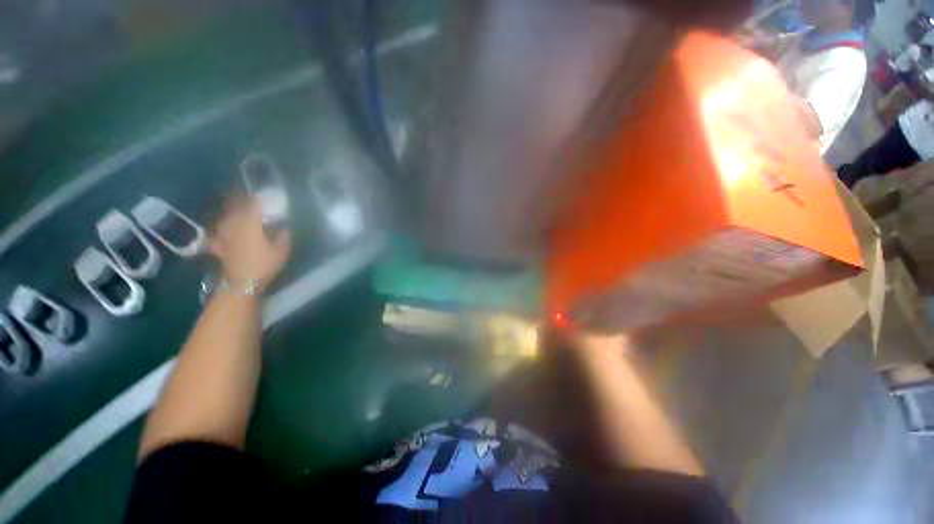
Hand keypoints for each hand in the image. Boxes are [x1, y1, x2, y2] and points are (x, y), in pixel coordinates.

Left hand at [209, 196, 291, 293]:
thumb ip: (283, 233)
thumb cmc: (264, 264)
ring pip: (226, 215)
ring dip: (231, 208)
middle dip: (242, 197)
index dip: (260, 196)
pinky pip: (218, 230)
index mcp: (250, 222)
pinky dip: (221, 226)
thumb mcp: (282, 249)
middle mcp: (234, 223)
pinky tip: (222, 226)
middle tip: (249, 194)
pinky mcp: (218, 243)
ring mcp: (224, 233)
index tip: (266, 192)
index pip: (254, 202)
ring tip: (236, 204)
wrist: (241, 283)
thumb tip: (284, 223)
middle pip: (236, 205)